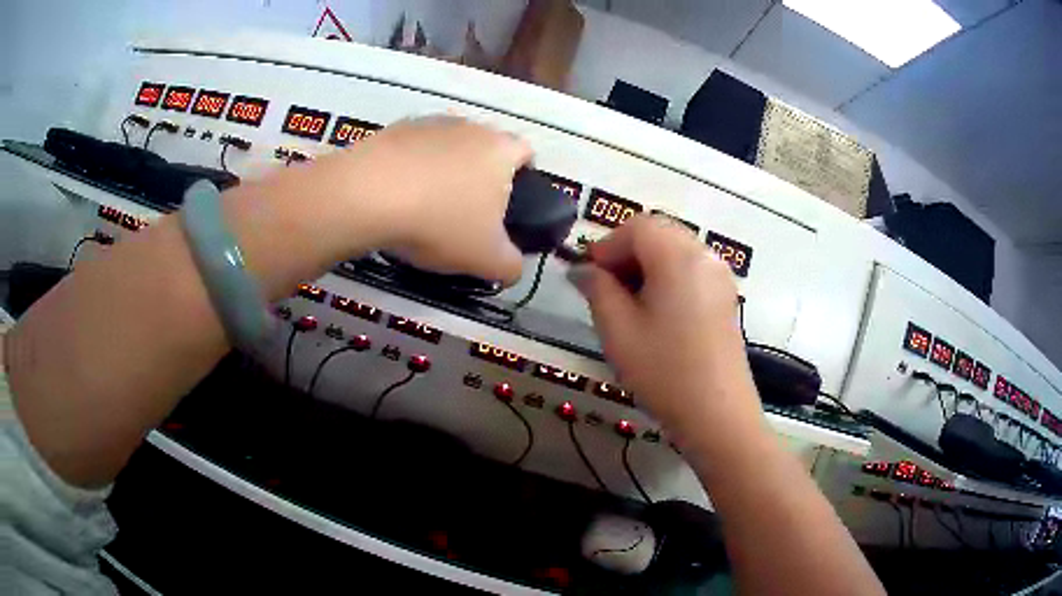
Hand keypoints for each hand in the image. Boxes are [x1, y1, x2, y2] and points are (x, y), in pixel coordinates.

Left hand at [288, 115, 532, 284]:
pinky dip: (410, 168)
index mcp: (501, 150)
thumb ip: (511, 266)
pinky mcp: (394, 128)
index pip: (526, 153)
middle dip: (480, 175)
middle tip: (466, 212)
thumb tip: (512, 267)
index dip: (523, 177)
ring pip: (447, 147)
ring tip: (425, 206)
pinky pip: (413, 150)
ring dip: (444, 170)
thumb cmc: (439, 223)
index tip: (507, 205)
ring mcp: (430, 123)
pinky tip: (396, 196)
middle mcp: (470, 127)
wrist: (368, 195)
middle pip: (485, 148)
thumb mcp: (486, 259)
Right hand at [573, 216, 761, 441]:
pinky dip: (667, 277)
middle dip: (626, 253)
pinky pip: (691, 269)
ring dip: (646, 265)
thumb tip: (582, 270)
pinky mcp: (726, 297)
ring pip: (675, 250)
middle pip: (659, 233)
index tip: (587, 276)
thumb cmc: (663, 371)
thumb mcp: (618, 330)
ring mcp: (720, 276)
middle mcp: (704, 255)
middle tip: (605, 289)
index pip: (637, 227)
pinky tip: (655, 312)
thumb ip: (597, 289)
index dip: (606, 246)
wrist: (717, 415)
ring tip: (627, 303)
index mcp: (678, 256)